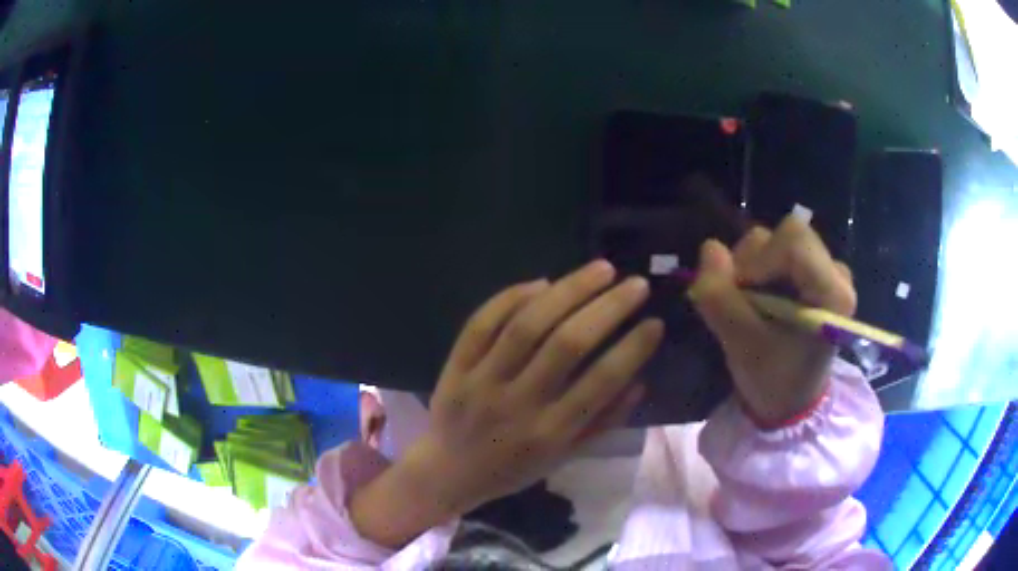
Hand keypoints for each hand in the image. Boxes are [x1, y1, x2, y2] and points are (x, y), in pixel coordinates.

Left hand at [415, 260, 663, 510]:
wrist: (449, 472)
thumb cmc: (514, 468)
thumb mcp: (565, 457)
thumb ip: (604, 422)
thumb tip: (640, 380)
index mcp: (551, 432)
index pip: (601, 381)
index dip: (633, 348)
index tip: (655, 322)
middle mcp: (518, 404)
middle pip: (567, 343)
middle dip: (608, 307)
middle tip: (635, 284)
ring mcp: (482, 381)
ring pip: (527, 324)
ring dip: (569, 290)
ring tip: (601, 269)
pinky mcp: (455, 366)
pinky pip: (482, 322)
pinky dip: (513, 297)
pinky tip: (543, 283)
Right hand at [689, 213, 855, 426]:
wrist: (791, 400)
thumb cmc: (774, 380)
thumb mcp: (742, 346)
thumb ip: (721, 298)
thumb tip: (710, 248)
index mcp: (833, 293)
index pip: (794, 241)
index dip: (759, 259)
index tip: (742, 292)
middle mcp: (836, 272)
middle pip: (787, 234)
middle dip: (753, 263)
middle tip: (742, 301)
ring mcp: (826, 268)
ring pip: (778, 239)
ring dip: (752, 267)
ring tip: (749, 305)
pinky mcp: (813, 271)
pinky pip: (778, 250)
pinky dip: (758, 269)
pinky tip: (758, 300)